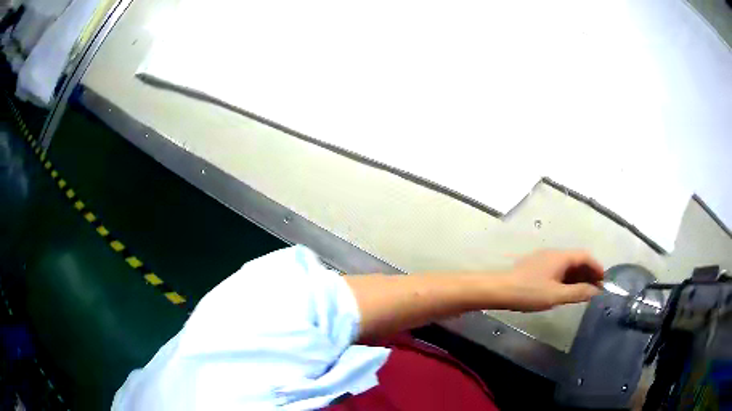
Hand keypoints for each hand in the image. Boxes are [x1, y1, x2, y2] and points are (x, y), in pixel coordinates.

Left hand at [492, 250, 604, 311]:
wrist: (500, 289)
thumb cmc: (530, 292)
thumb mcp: (556, 295)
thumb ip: (578, 292)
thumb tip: (595, 291)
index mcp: (561, 256)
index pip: (585, 256)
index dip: (597, 267)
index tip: (604, 281)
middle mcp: (555, 253)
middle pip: (577, 259)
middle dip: (589, 272)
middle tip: (596, 289)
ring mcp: (545, 259)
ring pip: (567, 265)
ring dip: (578, 276)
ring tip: (585, 292)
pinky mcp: (537, 267)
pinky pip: (559, 269)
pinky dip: (567, 278)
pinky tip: (568, 291)